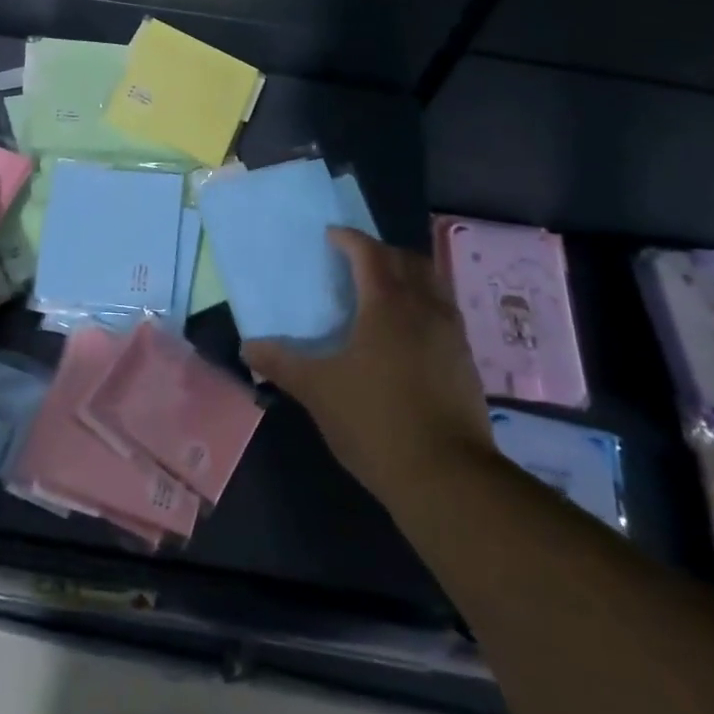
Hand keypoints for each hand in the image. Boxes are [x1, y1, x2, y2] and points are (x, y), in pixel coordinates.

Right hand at [243, 229, 493, 507]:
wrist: (446, 476)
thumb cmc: (375, 421)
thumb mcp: (317, 391)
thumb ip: (281, 363)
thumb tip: (248, 346)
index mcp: (387, 305)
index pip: (369, 253)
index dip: (349, 239)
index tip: (331, 236)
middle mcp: (424, 309)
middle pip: (408, 260)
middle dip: (381, 252)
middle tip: (355, 260)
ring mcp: (451, 335)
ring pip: (433, 284)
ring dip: (408, 275)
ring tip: (383, 290)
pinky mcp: (465, 361)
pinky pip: (444, 312)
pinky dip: (423, 304)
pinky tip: (406, 332)